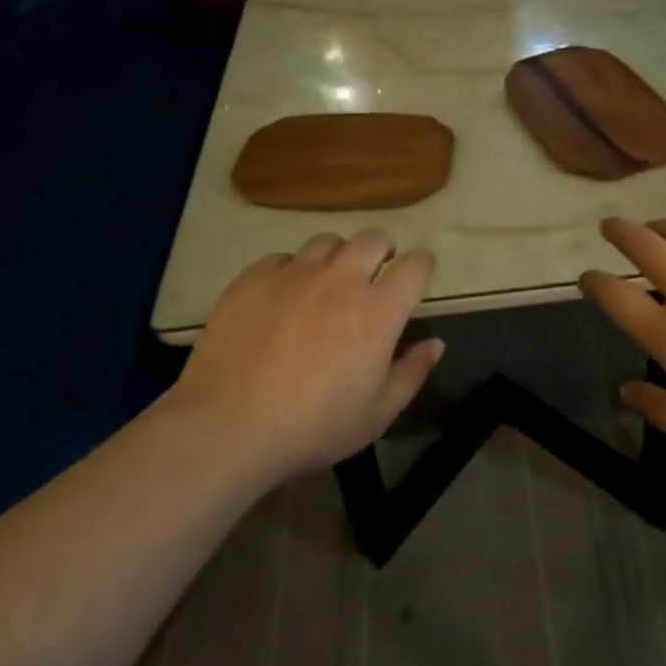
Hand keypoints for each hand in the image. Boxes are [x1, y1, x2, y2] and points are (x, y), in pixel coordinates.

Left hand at [173, 230, 443, 478]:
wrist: (229, 424)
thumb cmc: (313, 427)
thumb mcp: (376, 415)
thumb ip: (412, 373)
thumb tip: (436, 343)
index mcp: (378, 311)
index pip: (415, 265)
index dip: (421, 265)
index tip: (416, 275)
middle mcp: (341, 279)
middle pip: (373, 238)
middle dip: (383, 248)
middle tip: (376, 270)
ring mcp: (296, 272)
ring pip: (328, 242)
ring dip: (338, 256)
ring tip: (328, 280)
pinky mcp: (256, 275)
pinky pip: (284, 257)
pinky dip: (293, 270)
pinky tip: (283, 296)